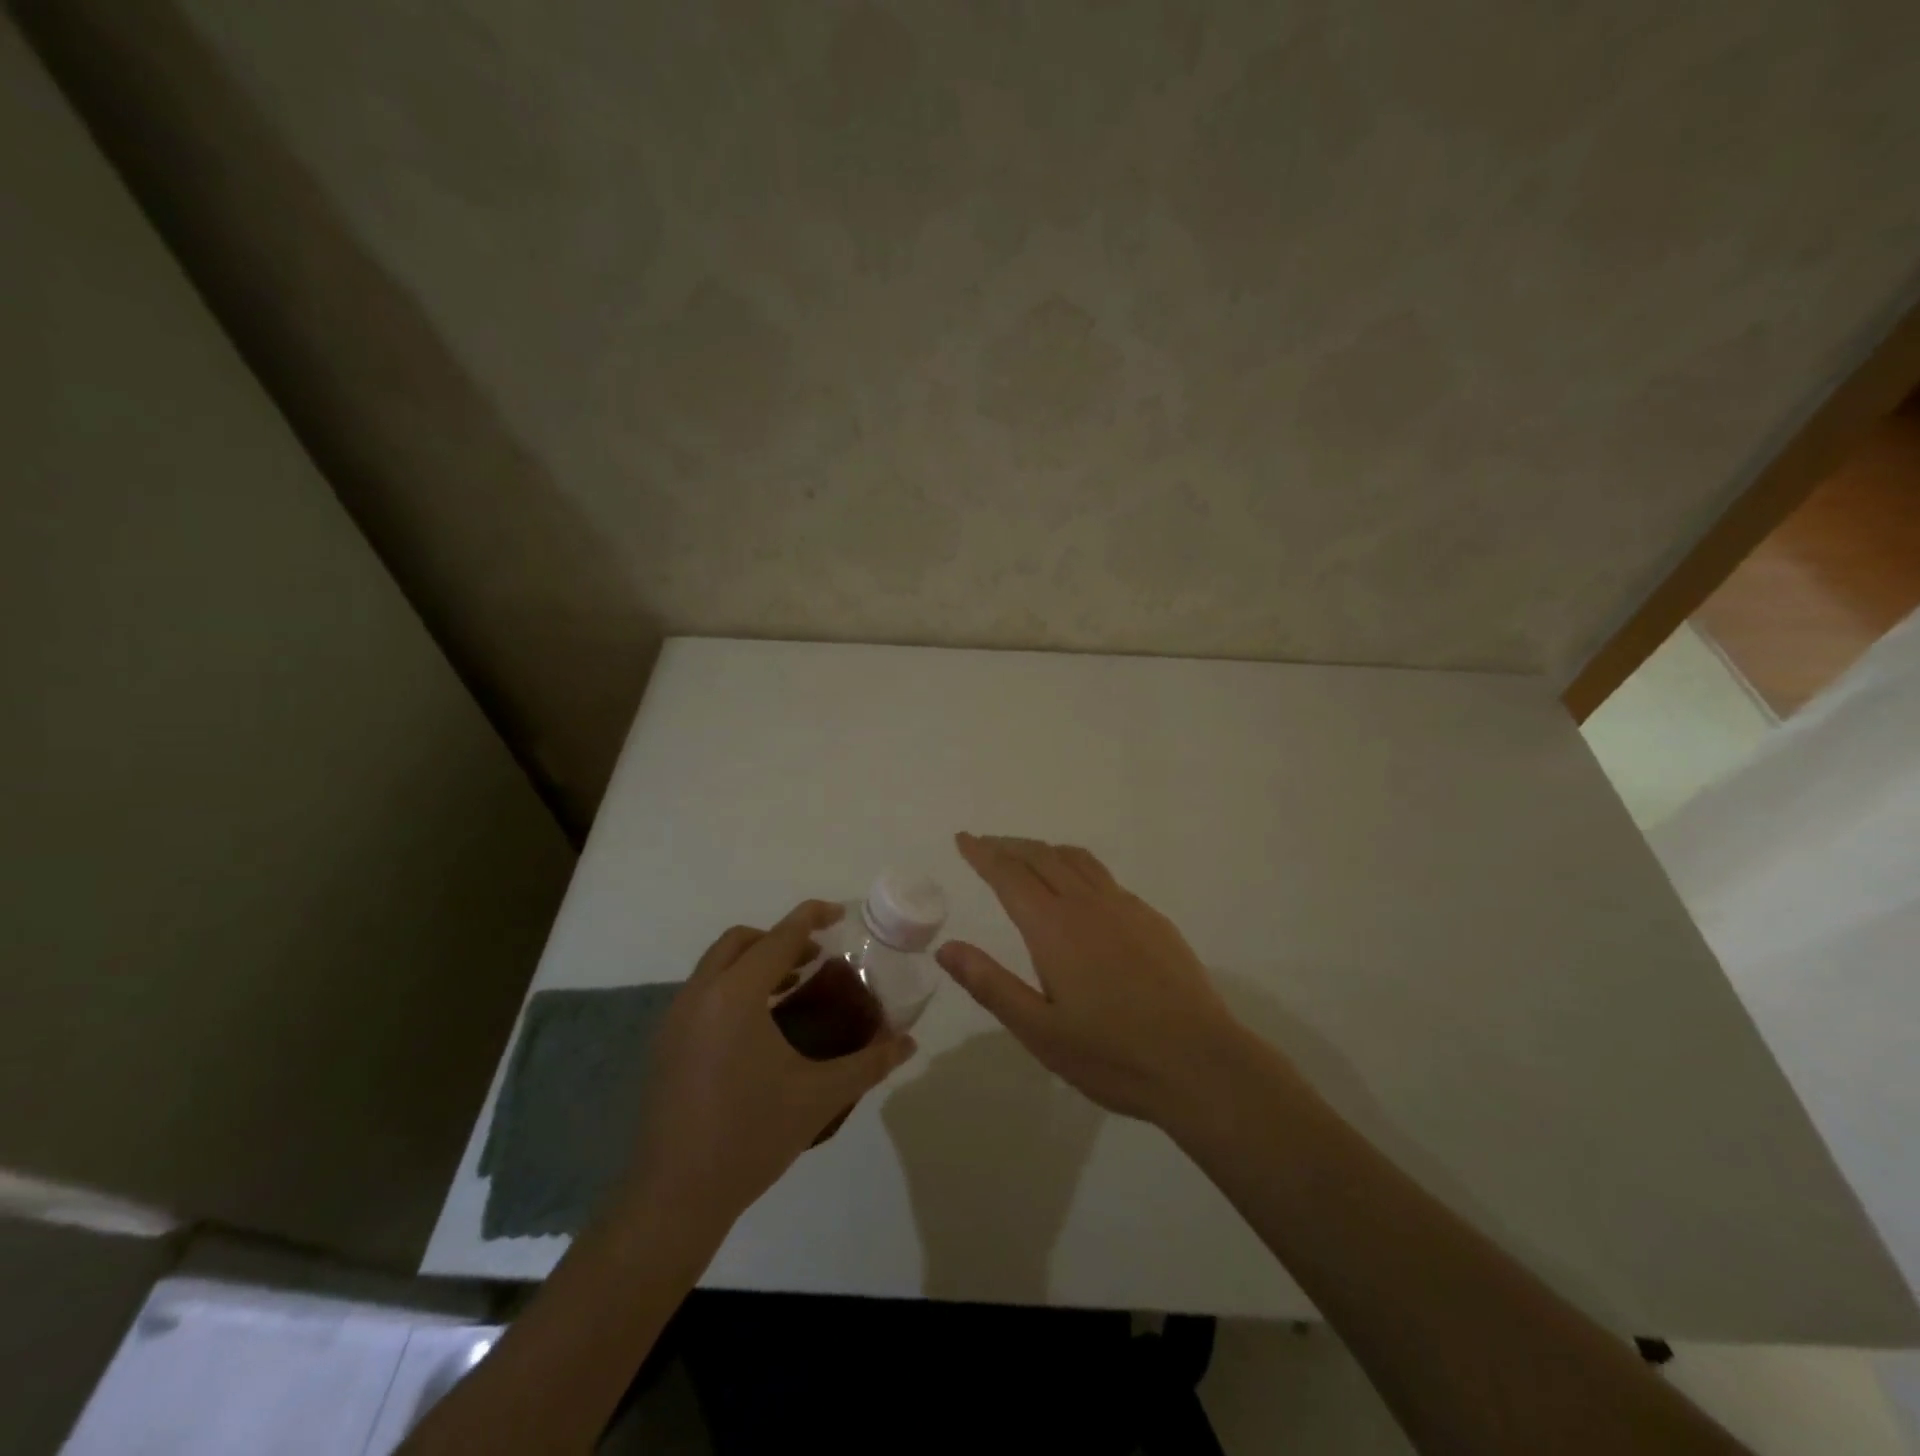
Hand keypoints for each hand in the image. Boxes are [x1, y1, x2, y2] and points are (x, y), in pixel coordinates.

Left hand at [620, 900, 916, 1228]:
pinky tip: (758, 1028)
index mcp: (736, 996)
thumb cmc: (751, 1137)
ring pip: (716, 966)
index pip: (780, 937)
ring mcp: (675, 1019)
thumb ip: (869, 1063)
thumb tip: (909, 1043)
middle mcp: (700, 995)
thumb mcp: (820, 1096)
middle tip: (815, 958)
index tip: (839, 914)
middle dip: (779, 939)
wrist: (674, 1198)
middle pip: (740, 941)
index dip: (812, 917)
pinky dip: (732, 988)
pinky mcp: (664, 1044)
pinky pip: (702, 993)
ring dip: (755, 963)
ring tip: (792, 989)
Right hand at [936, 833, 1244, 1124]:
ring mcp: (1126, 908)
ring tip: (1027, 857)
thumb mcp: (1039, 1031)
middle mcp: (1088, 904)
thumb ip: (991, 985)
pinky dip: (1077, 869)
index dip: (983, 854)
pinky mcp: (1152, 920)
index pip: (1009, 874)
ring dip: (1045, 850)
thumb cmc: (1112, 1054)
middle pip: (1042, 856)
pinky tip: (1080, 893)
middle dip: (1009, 846)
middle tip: (986, 846)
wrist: (1201, 1064)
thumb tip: (946, 948)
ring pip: (1077, 860)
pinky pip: (1105, 878)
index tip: (964, 839)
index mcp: (1054, 927)